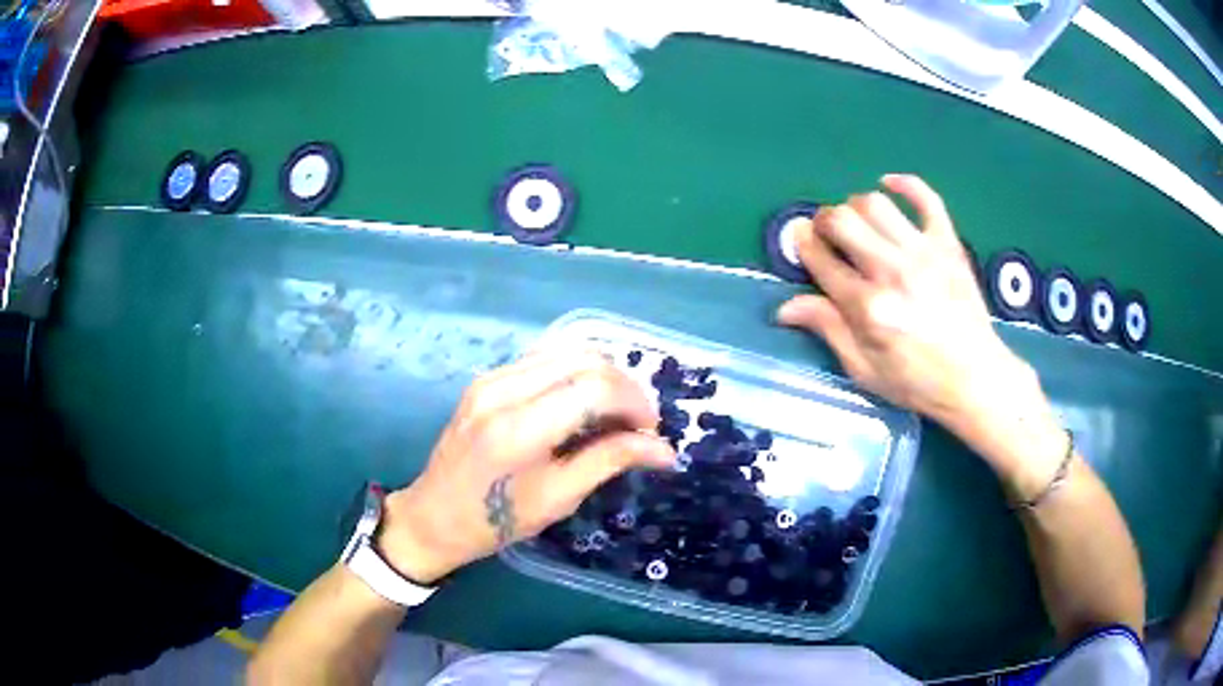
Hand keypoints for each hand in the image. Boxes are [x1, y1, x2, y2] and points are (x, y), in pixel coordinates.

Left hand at [377, 351, 675, 583]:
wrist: (433, 517)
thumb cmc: (495, 521)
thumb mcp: (558, 499)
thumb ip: (610, 462)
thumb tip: (664, 449)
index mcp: (518, 428)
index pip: (594, 388)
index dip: (635, 403)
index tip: (651, 432)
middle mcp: (503, 389)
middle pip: (584, 360)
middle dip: (625, 385)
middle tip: (639, 422)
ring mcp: (490, 378)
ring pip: (566, 351)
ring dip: (602, 375)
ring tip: (617, 411)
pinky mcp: (486, 378)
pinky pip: (544, 359)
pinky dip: (575, 372)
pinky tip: (584, 400)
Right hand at [776, 175, 1064, 492]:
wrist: (975, 378)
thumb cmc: (917, 382)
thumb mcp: (864, 369)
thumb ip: (828, 330)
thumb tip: (784, 308)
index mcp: (868, 307)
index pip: (821, 260)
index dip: (803, 245)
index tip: (801, 242)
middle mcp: (892, 271)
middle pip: (842, 220)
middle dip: (824, 221)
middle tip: (827, 234)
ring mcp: (923, 253)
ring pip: (875, 203)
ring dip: (856, 206)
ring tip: (859, 223)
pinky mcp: (948, 244)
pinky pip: (927, 198)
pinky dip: (906, 184)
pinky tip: (890, 184)